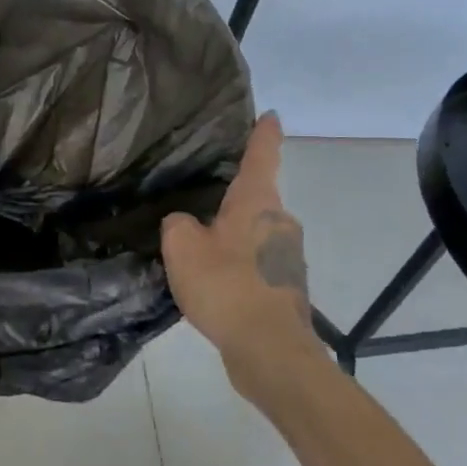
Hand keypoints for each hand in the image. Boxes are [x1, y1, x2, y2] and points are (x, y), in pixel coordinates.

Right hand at [160, 112, 324, 391]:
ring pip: (256, 233)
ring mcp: (288, 256)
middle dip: (235, 198)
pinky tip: (215, 284)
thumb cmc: (227, 286)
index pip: (262, 155)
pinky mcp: (286, 287)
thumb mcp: (183, 246)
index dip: (264, 133)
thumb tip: (185, 223)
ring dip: (234, 236)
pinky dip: (238, 266)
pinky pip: (256, 263)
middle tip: (203, 201)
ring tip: (201, 249)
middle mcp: (280, 222)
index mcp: (258, 202)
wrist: (270, 350)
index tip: (271, 115)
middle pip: (257, 198)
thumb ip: (178, 224)